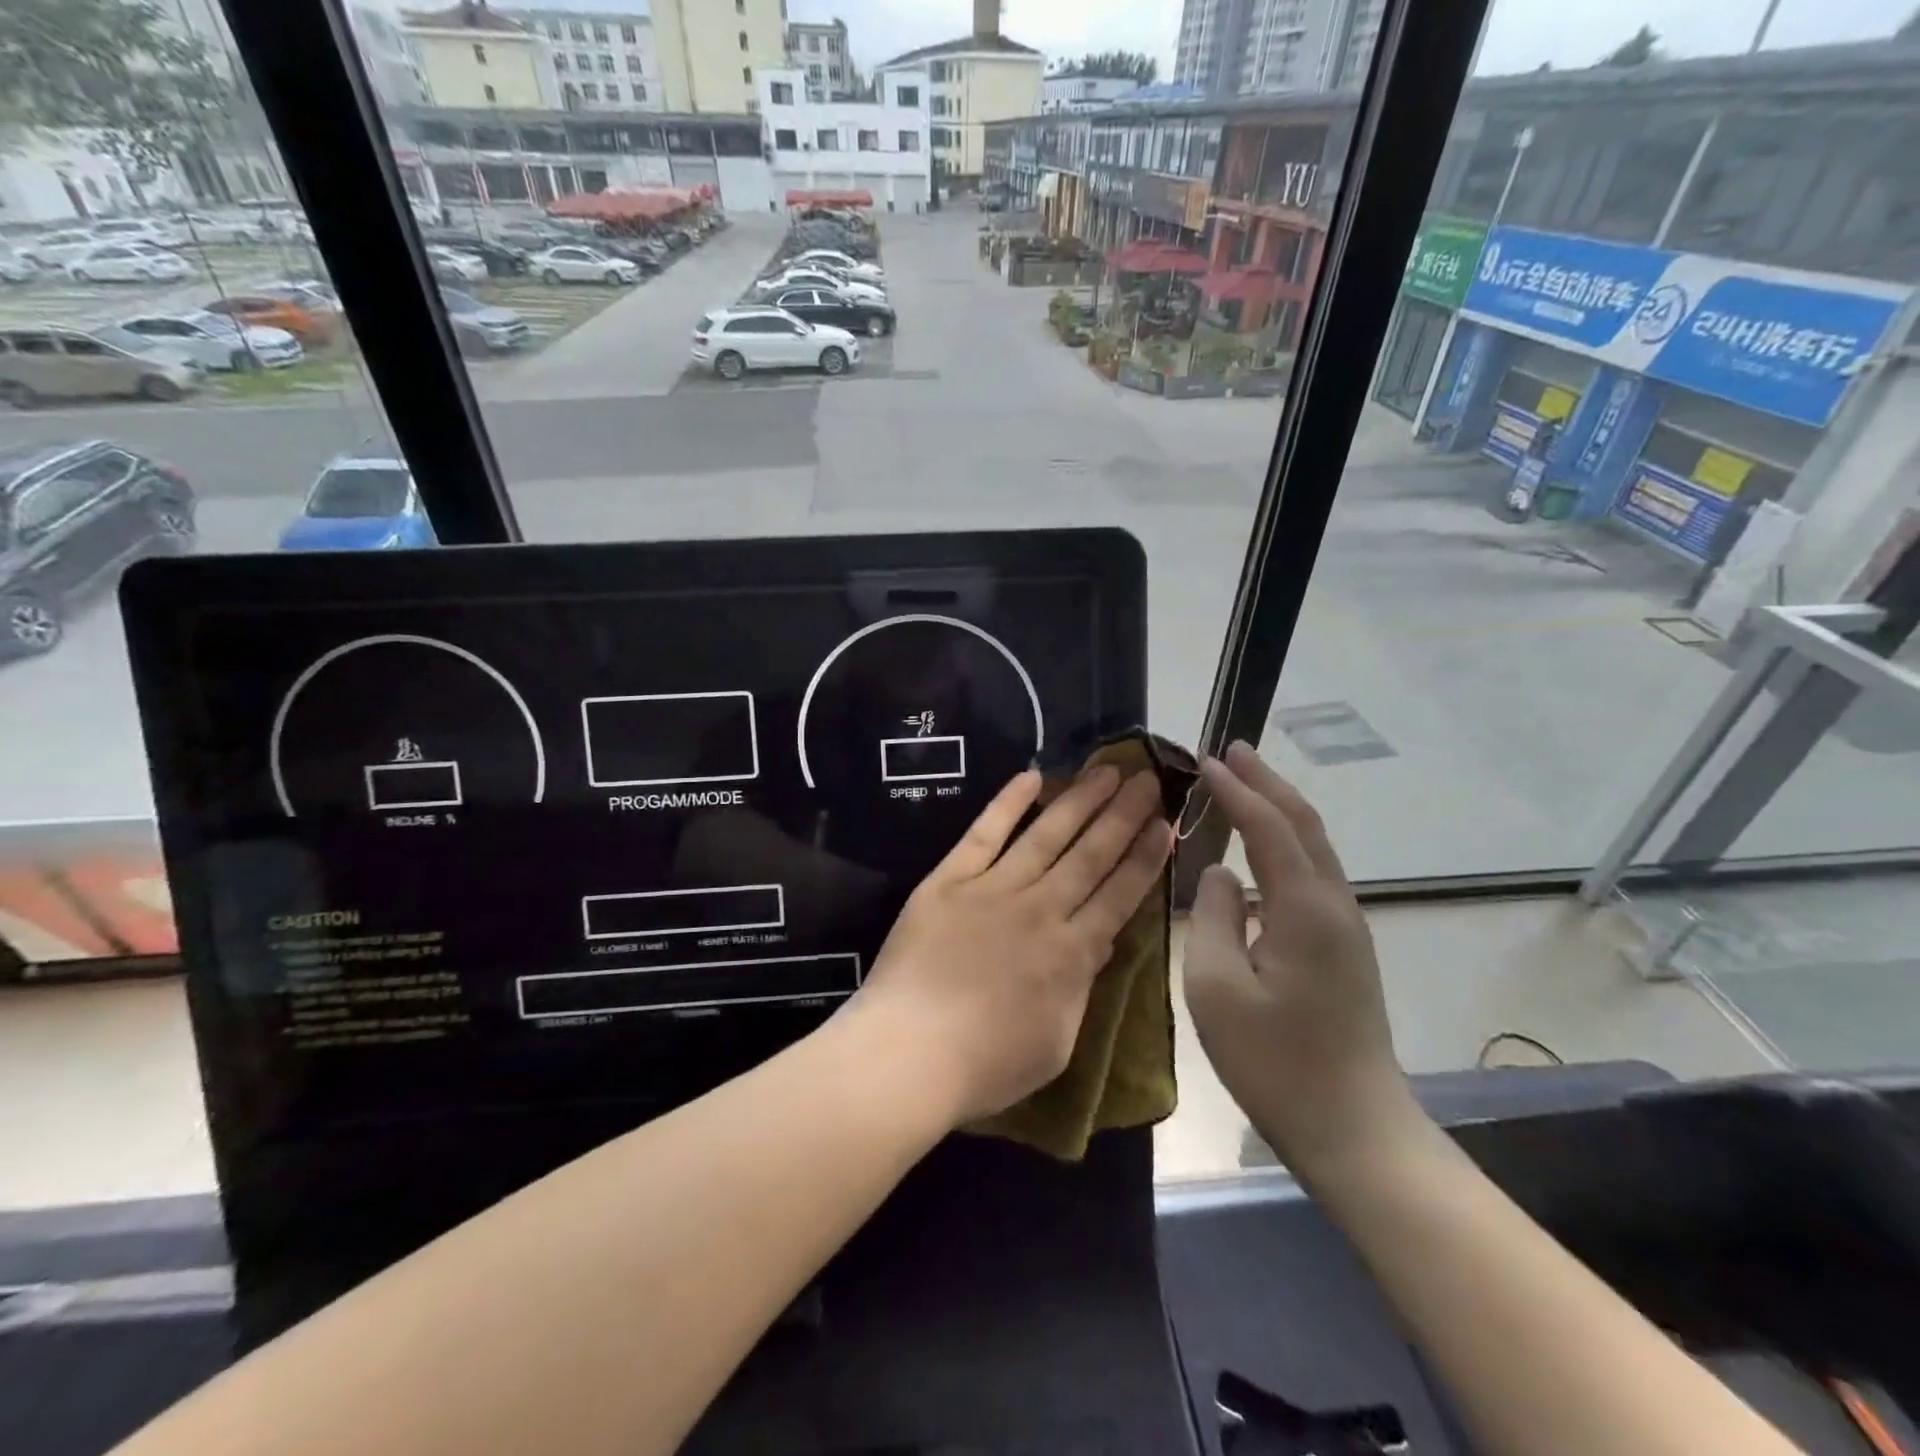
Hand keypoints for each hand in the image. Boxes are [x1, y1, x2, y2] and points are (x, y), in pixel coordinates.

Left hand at [848, 765, 1170, 1125]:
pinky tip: (1032, 776)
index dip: (1145, 857)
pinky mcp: (949, 880)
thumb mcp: (1056, 1043)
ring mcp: (993, 889)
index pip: (1120, 894)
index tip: (1166, 824)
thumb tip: (1097, 944)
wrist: (907, 1054)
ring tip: (1107, 769)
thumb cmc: (985, 1065)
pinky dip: (1007, 803)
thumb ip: (1080, 987)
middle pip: (1091, 854)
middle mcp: (1040, 909)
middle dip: (1124, 814)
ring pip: (1047, 834)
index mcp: (1072, 954)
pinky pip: (984, 833)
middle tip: (1147, 779)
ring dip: (1080, 800)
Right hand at [1184, 742, 1419, 1180]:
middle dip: (1268, 782)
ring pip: (1313, 847)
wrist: (1356, 1130)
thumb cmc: (1275, 1063)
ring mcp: (1346, 928)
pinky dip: (1285, 843)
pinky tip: (1261, 852)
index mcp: (1304, 909)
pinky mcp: (1344, 949)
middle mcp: (1334, 905)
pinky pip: (1313, 875)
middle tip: (1232, 750)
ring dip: (1278, 809)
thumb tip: (1221, 874)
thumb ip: (1214, 918)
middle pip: (1304, 824)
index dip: (1236, 790)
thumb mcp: (1218, 989)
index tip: (1205, 760)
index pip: (1268, 827)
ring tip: (1244, 785)